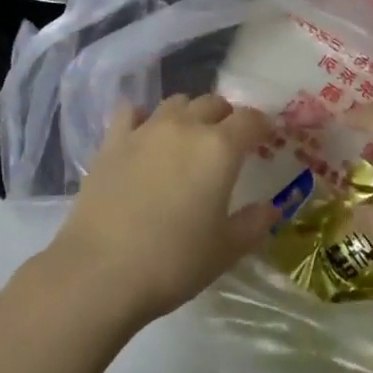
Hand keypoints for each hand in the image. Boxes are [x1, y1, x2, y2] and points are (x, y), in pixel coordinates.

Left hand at [45, 94, 276, 327]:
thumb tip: (270, 208)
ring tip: (188, 138)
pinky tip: (143, 136)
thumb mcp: (225, 251)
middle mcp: (185, 126)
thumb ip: (253, 224)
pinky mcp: (113, 140)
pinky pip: (132, 111)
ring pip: (176, 102)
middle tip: (227, 143)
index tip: (265, 138)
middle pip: (213, 103)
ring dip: (189, 114)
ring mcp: (146, 129)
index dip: (262, 125)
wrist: (101, 270)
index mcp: (220, 148)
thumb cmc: (174, 262)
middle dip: (226, 117)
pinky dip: (143, 117)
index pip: (250, 119)